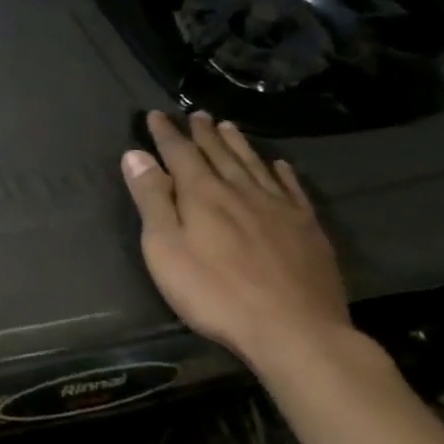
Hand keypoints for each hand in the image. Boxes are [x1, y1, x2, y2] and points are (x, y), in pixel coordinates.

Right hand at [120, 111, 350, 371]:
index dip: (166, 134)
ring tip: (228, 126)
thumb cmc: (215, 293)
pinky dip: (282, 172)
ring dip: (238, 144)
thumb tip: (135, 155)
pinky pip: (292, 189)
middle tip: (196, 114)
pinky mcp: (307, 229)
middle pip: (219, 153)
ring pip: (254, 165)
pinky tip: (279, 165)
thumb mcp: (165, 249)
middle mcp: (241, 191)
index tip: (156, 115)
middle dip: (203, 133)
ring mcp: (279, 208)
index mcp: (203, 195)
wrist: (295, 330)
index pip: (180, 153)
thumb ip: (152, 200)